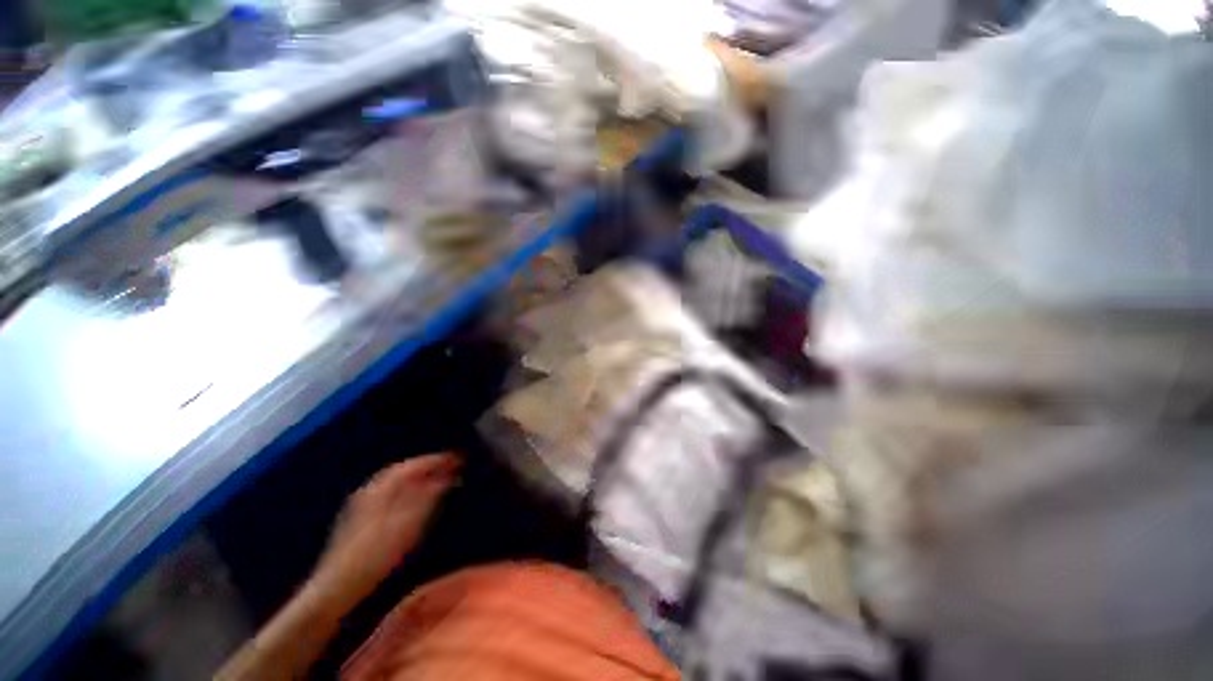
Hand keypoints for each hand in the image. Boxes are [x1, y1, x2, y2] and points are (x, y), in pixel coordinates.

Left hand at [310, 453, 460, 607]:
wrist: (336, 588)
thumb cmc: (376, 555)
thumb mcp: (409, 524)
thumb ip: (428, 497)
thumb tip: (446, 476)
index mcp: (381, 488)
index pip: (413, 465)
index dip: (437, 460)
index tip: (458, 459)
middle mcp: (369, 490)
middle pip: (402, 470)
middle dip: (427, 466)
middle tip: (450, 466)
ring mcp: (360, 504)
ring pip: (393, 481)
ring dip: (417, 477)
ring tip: (436, 479)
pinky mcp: (357, 519)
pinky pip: (387, 492)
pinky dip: (405, 488)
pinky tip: (413, 498)